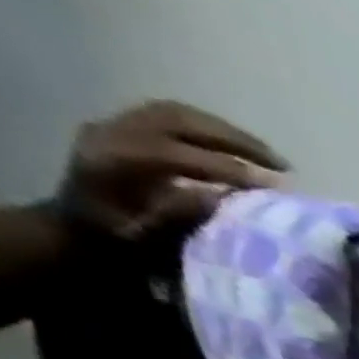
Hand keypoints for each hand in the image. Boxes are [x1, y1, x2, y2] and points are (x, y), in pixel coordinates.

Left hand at [58, 101, 285, 237]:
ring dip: (229, 133)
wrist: (77, 229)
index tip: (274, 185)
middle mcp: (111, 132)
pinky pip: (173, 117)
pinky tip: (241, 150)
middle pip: (179, 122)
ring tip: (269, 157)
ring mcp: (117, 124)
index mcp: (112, 161)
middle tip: (282, 165)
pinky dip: (213, 130)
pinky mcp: (127, 126)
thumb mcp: (145, 239)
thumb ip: (177, 216)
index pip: (177, 154)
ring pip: (179, 114)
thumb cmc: (116, 244)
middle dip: (236, 142)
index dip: (227, 168)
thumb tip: (223, 198)